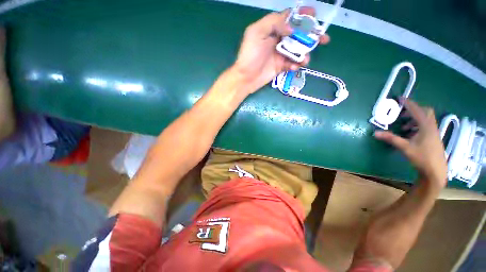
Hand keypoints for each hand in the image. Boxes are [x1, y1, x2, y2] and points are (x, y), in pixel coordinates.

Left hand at [233, 7, 329, 92]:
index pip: (290, 18)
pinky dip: (295, 65)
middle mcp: (278, 40)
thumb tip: (292, 28)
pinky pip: (292, 64)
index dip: (303, 15)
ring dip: (304, 54)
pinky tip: (292, 67)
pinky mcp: (281, 66)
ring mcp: (280, 54)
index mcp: (272, 28)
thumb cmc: (250, 54)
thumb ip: (274, 23)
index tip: (315, 15)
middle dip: (311, 35)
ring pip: (298, 50)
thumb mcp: (257, 32)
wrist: (246, 77)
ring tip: (305, 60)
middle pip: (298, 34)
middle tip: (324, 38)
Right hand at [374, 99, 447, 189]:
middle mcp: (432, 127)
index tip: (400, 98)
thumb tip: (375, 133)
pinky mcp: (433, 138)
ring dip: (414, 119)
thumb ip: (391, 139)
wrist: (436, 171)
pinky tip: (410, 134)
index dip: (408, 103)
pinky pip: (425, 127)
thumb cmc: (422, 157)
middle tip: (401, 114)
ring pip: (425, 120)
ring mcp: (434, 133)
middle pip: (425, 112)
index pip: (417, 110)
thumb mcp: (405, 147)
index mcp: (426, 126)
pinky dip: (417, 126)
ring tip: (403, 126)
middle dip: (413, 110)